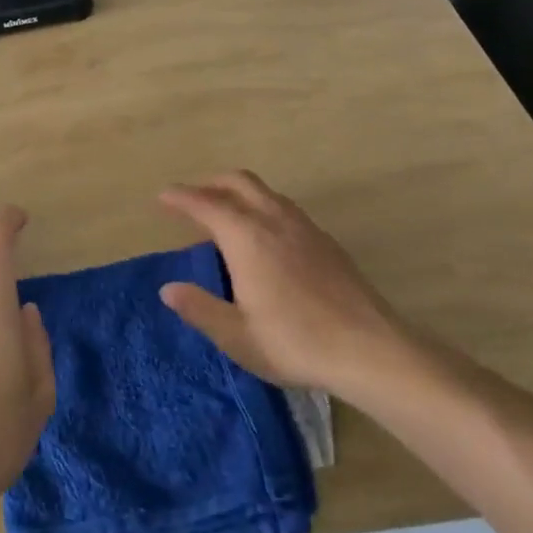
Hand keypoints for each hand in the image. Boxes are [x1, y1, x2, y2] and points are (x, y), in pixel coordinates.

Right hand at [158, 171, 405, 393]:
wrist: (370, 350)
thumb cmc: (295, 342)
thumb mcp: (237, 335)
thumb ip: (200, 308)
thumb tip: (168, 289)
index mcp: (247, 237)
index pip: (205, 204)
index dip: (181, 198)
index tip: (162, 197)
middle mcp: (274, 220)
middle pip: (237, 182)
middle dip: (209, 184)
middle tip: (190, 199)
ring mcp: (304, 227)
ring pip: (264, 191)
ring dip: (237, 193)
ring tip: (224, 215)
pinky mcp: (325, 241)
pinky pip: (283, 207)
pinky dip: (261, 206)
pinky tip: (263, 237)